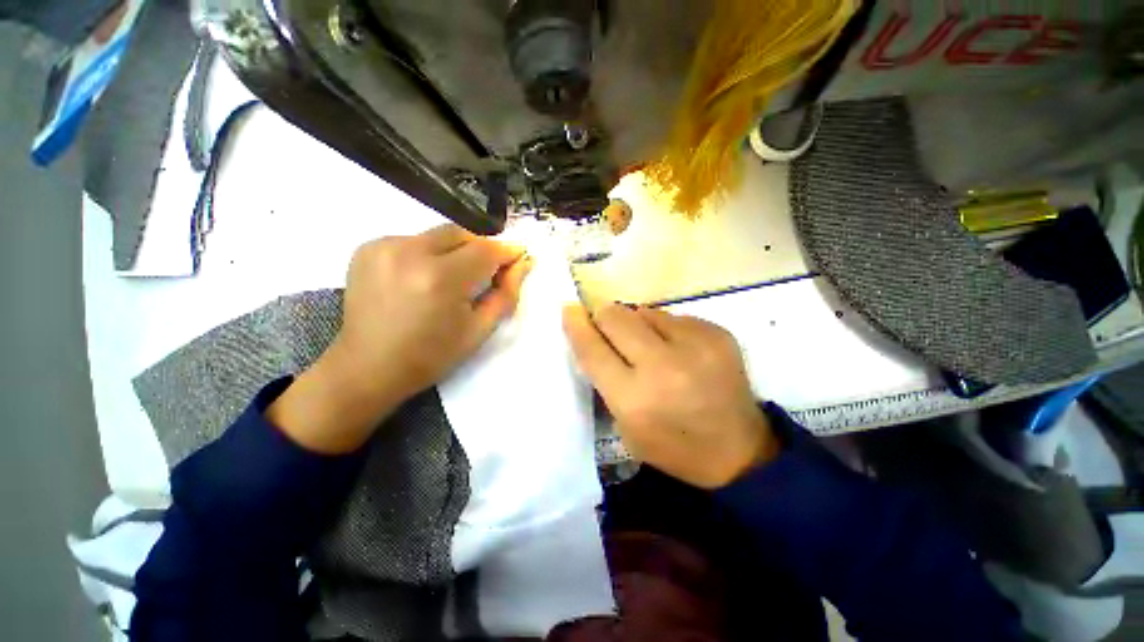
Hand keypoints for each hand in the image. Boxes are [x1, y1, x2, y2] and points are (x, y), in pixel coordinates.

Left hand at [269, 225, 531, 453]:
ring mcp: (384, 246)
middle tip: (486, 272)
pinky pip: (414, 240)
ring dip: (455, 251)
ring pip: (438, 235)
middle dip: (480, 249)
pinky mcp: (368, 248)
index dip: (506, 251)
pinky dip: (429, 253)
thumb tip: (524, 263)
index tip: (519, 256)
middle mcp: (410, 252)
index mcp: (441, 278)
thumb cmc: (432, 355)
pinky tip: (424, 278)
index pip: (486, 250)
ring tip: (453, 279)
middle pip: (461, 233)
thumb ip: (506, 293)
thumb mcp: (479, 329)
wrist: (368, 367)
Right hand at [563, 304, 777, 488]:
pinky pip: (675, 317)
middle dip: (605, 319)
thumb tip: (594, 332)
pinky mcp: (719, 334)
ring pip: (646, 311)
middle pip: (617, 317)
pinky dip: (668, 330)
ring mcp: (696, 346)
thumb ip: (605, 377)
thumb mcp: (625, 425)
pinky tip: (680, 351)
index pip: (593, 349)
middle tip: (610, 330)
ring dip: (639, 325)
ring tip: (653, 348)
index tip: (570, 310)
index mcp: (635, 398)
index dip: (577, 325)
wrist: (738, 451)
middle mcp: (664, 366)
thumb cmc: (671, 444)